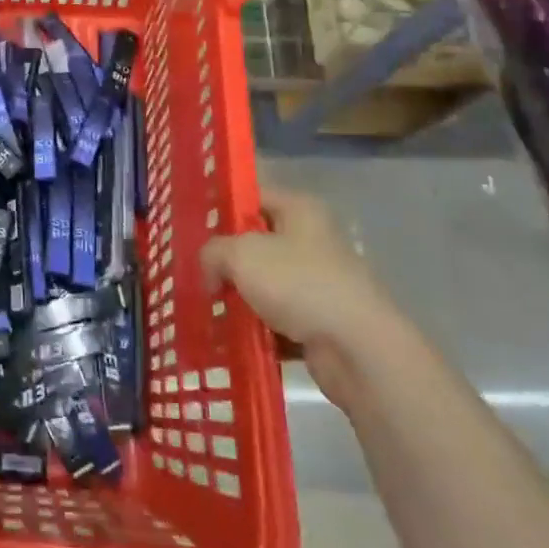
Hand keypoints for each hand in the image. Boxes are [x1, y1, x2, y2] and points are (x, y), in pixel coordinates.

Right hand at [201, 187, 402, 404]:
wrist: (358, 351)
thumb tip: (208, 270)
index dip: (221, 207)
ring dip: (238, 297)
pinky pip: (276, 320)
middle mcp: (312, 240)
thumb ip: (213, 252)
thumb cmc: (300, 284)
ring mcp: (318, 284)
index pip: (252, 196)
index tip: (190, 225)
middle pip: (256, 242)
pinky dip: (255, 328)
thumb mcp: (241, 255)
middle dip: (225, 259)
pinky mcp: (319, 323)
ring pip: (265, 284)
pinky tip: (228, 336)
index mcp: (299, 210)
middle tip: (192, 269)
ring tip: (204, 306)